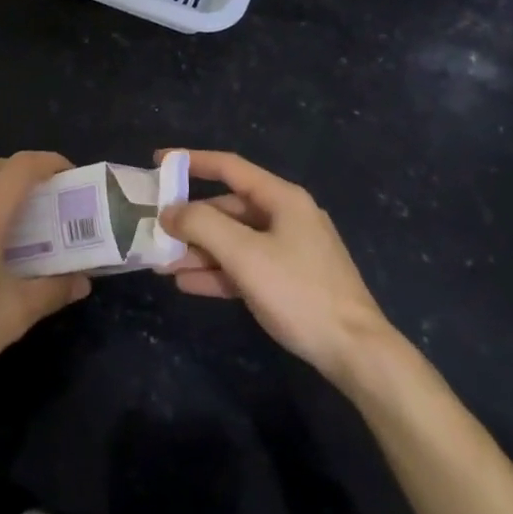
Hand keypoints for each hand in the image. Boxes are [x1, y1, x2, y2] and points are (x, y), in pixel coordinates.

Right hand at [159, 150, 394, 389]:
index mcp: (282, 198)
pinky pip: (246, 266)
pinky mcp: (291, 280)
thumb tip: (169, 211)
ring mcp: (291, 250)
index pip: (229, 167)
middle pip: (229, 208)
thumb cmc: (299, 292)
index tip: (159, 162)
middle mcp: (287, 216)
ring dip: (200, 251)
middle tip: (156, 231)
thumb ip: (202, 225)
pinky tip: (188, 284)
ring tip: (163, 265)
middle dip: (191, 221)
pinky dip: (218, 272)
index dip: (192, 161)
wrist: (356, 351)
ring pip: (235, 240)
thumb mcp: (244, 254)